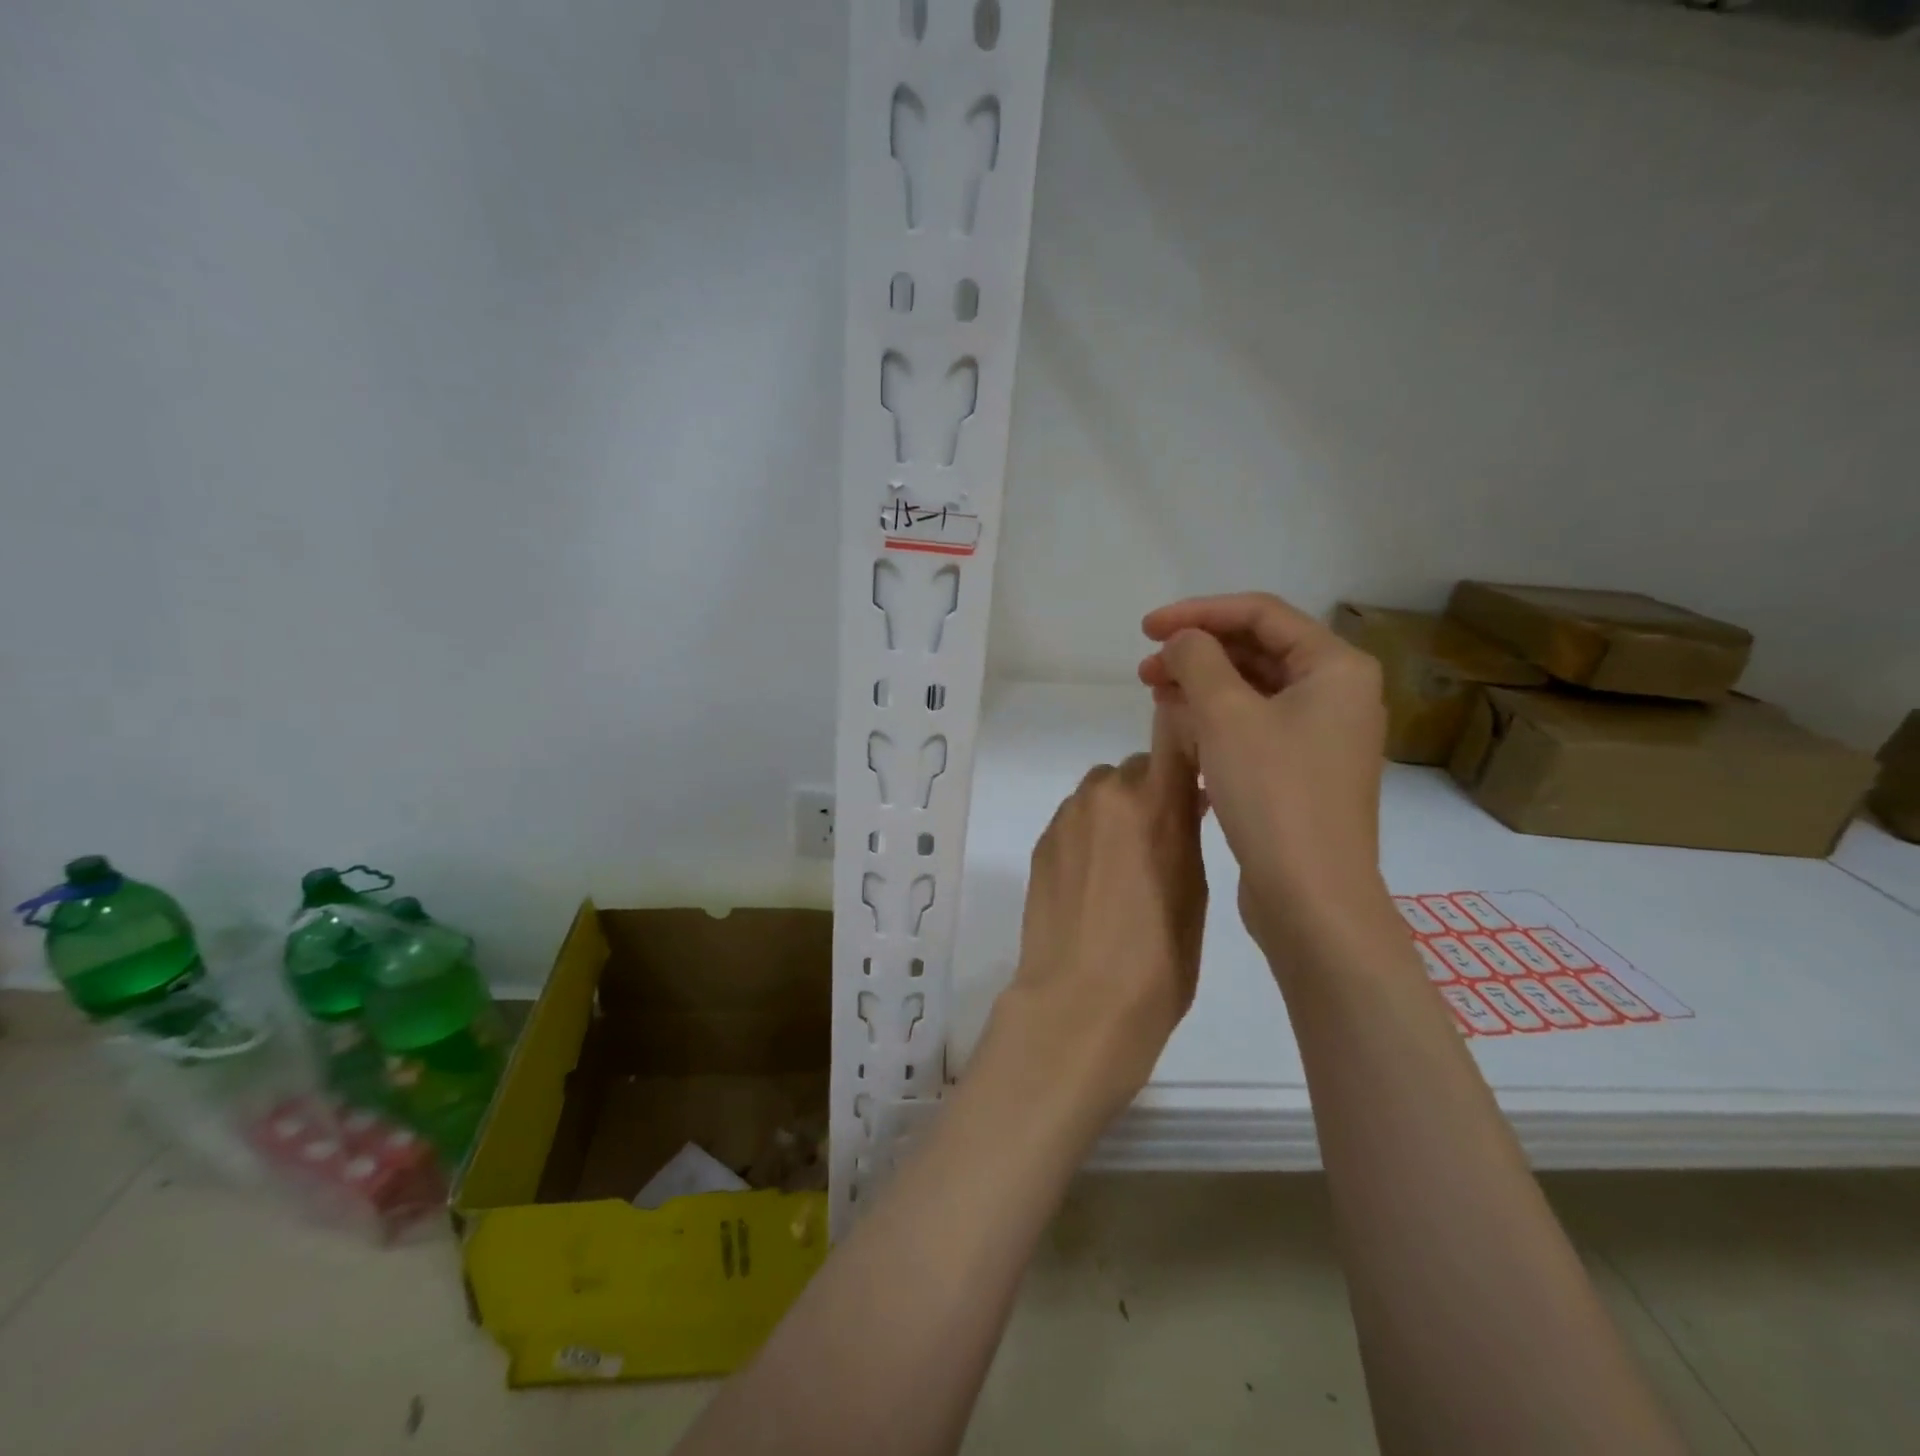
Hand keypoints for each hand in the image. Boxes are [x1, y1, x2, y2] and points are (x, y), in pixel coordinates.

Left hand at [985, 706, 1207, 1125]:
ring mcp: (1066, 818)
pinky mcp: (1042, 843)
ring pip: (1101, 792)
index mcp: (1153, 802)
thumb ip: (1187, 831)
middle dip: (1152, 791)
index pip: (1170, 735)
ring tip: (1127, 862)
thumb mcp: (1195, 891)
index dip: (1185, 741)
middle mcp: (1104, 795)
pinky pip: (1075, 819)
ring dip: (1118, 810)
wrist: (1079, 1002)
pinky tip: (1095, 879)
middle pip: (1135, 769)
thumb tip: (1188, 797)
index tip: (1197, 766)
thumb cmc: (1158, 959)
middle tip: (1165, 836)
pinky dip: (1090, 832)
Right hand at [1138, 592, 1388, 961]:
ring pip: (1253, 691)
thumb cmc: (1273, 794)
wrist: (1311, 897)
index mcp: (1335, 667)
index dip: (1199, 612)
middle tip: (1145, 668)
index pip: (1261, 614)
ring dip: (1202, 686)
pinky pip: (1255, 727)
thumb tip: (1182, 642)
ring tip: (1155, 696)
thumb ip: (1197, 660)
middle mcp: (1337, 694)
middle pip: (1258, 651)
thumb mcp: (1225, 715)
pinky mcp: (1302, 771)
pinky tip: (1180, 729)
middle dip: (1197, 653)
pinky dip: (1216, 720)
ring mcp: (1321, 736)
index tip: (1147, 628)